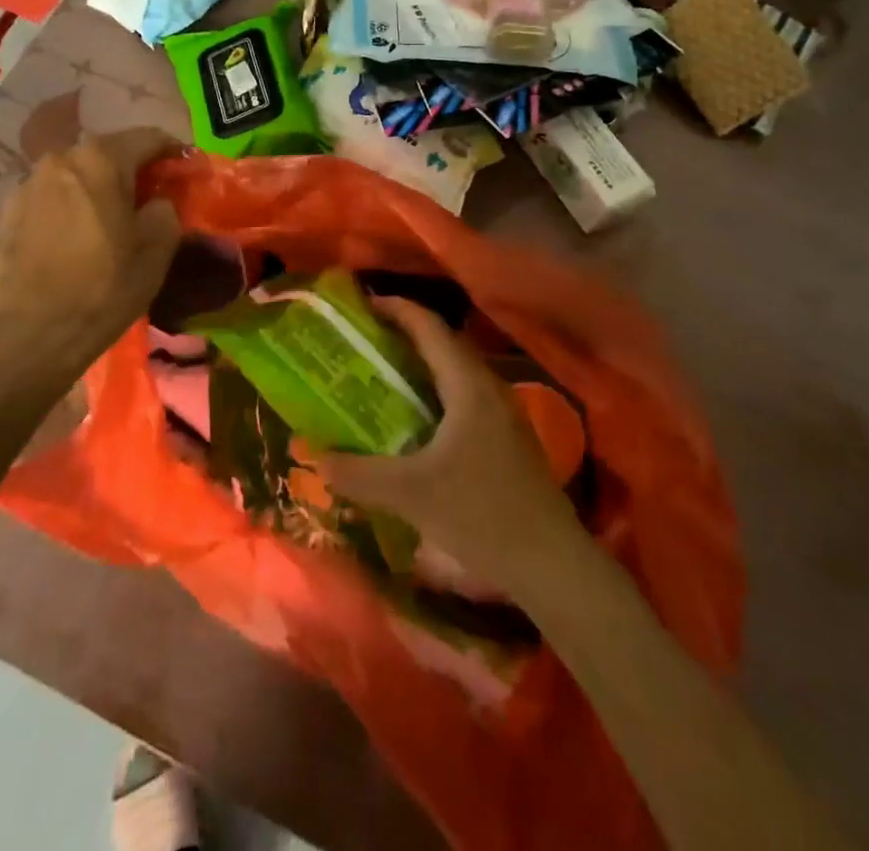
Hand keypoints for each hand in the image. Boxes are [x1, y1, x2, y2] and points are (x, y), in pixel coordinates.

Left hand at [0, 129, 182, 395]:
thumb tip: (157, 202)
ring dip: (96, 189)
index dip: (172, 151)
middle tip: (149, 199)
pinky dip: (68, 208)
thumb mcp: (156, 250)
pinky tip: (75, 239)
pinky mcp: (6, 213)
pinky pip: (49, 199)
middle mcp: (60, 159)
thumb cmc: (103, 288)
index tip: (185, 170)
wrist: (31, 335)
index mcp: (101, 160)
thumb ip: (166, 210)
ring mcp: (27, 185)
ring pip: (75, 175)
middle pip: (107, 154)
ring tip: (109, 220)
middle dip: (132, 170)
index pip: (148, 138)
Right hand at [317, 297, 584, 598]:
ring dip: (420, 364)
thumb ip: (359, 474)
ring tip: (381, 374)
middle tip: (363, 340)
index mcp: (467, 385)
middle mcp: (487, 387)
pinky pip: (463, 396)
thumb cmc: (481, 514)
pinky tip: (415, 421)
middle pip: (442, 343)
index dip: (395, 308)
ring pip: (455, 371)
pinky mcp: (507, 438)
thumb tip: (316, 457)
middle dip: (402, 334)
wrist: (552, 565)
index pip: (429, 326)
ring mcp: (502, 413)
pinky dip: (434, 392)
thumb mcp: (410, 494)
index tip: (361, 305)